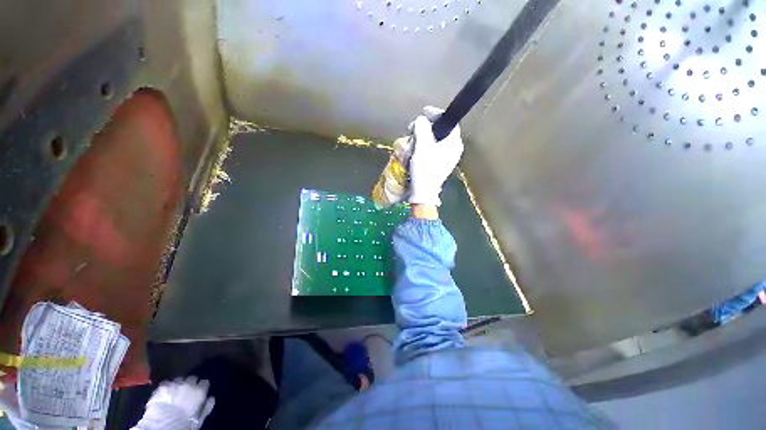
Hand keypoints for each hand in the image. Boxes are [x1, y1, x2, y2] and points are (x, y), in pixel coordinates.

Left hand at [135, 376, 214, 429]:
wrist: (163, 425)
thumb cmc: (184, 424)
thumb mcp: (199, 419)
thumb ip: (206, 407)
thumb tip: (211, 398)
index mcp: (200, 391)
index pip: (205, 382)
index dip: (202, 387)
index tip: (200, 392)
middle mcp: (189, 384)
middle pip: (192, 378)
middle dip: (191, 383)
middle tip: (187, 392)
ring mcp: (175, 384)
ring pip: (179, 379)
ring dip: (179, 384)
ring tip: (175, 392)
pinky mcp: (162, 386)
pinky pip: (167, 383)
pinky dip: (167, 387)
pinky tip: (165, 393)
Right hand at [408, 106, 463, 206]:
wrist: (424, 192)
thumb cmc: (425, 168)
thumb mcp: (422, 146)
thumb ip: (422, 128)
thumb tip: (421, 119)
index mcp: (454, 143)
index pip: (449, 121)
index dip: (436, 114)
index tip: (424, 112)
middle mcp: (454, 149)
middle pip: (442, 130)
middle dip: (427, 127)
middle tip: (414, 128)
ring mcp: (448, 158)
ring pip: (436, 140)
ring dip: (424, 137)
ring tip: (413, 139)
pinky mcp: (441, 164)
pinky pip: (434, 149)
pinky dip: (425, 146)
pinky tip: (416, 148)